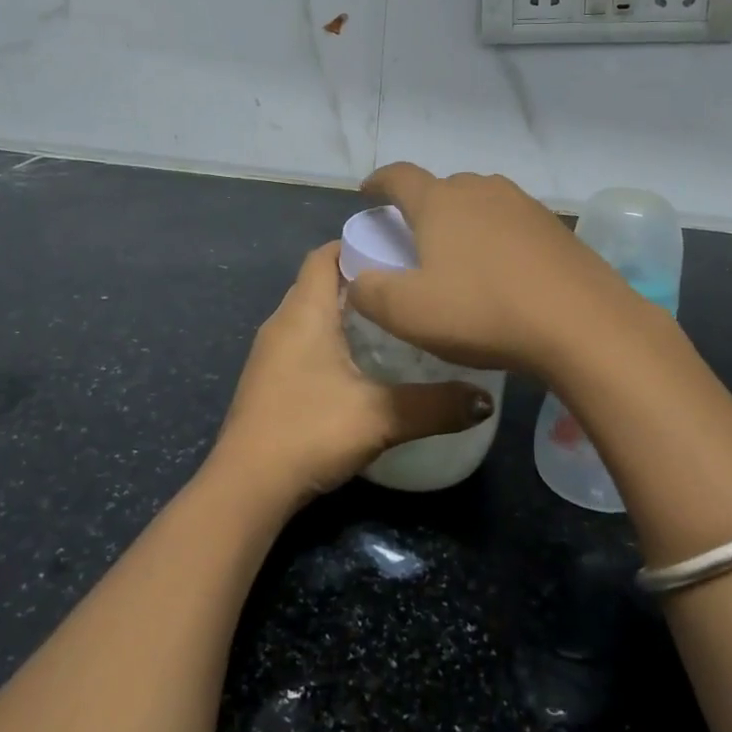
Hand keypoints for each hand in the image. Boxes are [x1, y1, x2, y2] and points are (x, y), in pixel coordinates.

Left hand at [207, 242, 494, 508]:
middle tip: (405, 287)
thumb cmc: (309, 432)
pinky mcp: (268, 379)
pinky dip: (330, 338)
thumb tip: (486, 401)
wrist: (246, 487)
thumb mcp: (380, 417)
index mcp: (304, 311)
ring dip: (345, 312)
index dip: (357, 244)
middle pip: (320, 282)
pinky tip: (360, 364)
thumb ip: (435, 406)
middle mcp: (282, 321)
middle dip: (360, 279)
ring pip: (310, 313)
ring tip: (392, 322)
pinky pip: (302, 340)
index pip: (325, 255)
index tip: (397, 250)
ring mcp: (270, 352)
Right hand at [347, 163, 634, 374]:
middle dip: (424, 207)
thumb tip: (357, 280)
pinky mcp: (554, 226)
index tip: (368, 191)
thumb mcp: (408, 313)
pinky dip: (497, 238)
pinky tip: (503, 272)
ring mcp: (522, 204)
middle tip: (416, 240)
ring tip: (461, 256)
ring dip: (463, 221)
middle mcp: (480, 189)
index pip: (398, 177)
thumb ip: (369, 293)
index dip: (378, 182)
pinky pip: (511, 223)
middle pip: (441, 188)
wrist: (581, 323)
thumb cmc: (482, 311)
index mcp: (439, 201)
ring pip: (480, 202)